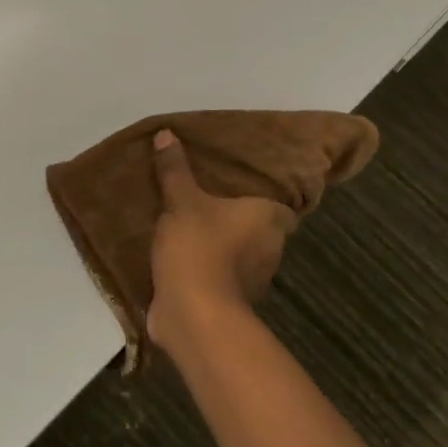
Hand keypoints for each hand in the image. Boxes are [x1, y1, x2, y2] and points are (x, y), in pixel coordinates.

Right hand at [146, 129, 295, 358]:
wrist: (193, 314)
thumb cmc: (198, 247)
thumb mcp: (181, 201)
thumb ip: (174, 170)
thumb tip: (167, 132)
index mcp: (269, 220)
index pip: (280, 207)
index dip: (264, 200)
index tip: (241, 191)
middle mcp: (271, 250)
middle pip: (259, 231)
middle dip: (238, 223)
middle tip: (209, 203)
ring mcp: (253, 282)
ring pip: (241, 257)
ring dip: (222, 249)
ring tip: (192, 229)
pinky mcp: (231, 305)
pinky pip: (221, 280)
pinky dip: (207, 273)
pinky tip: (183, 261)